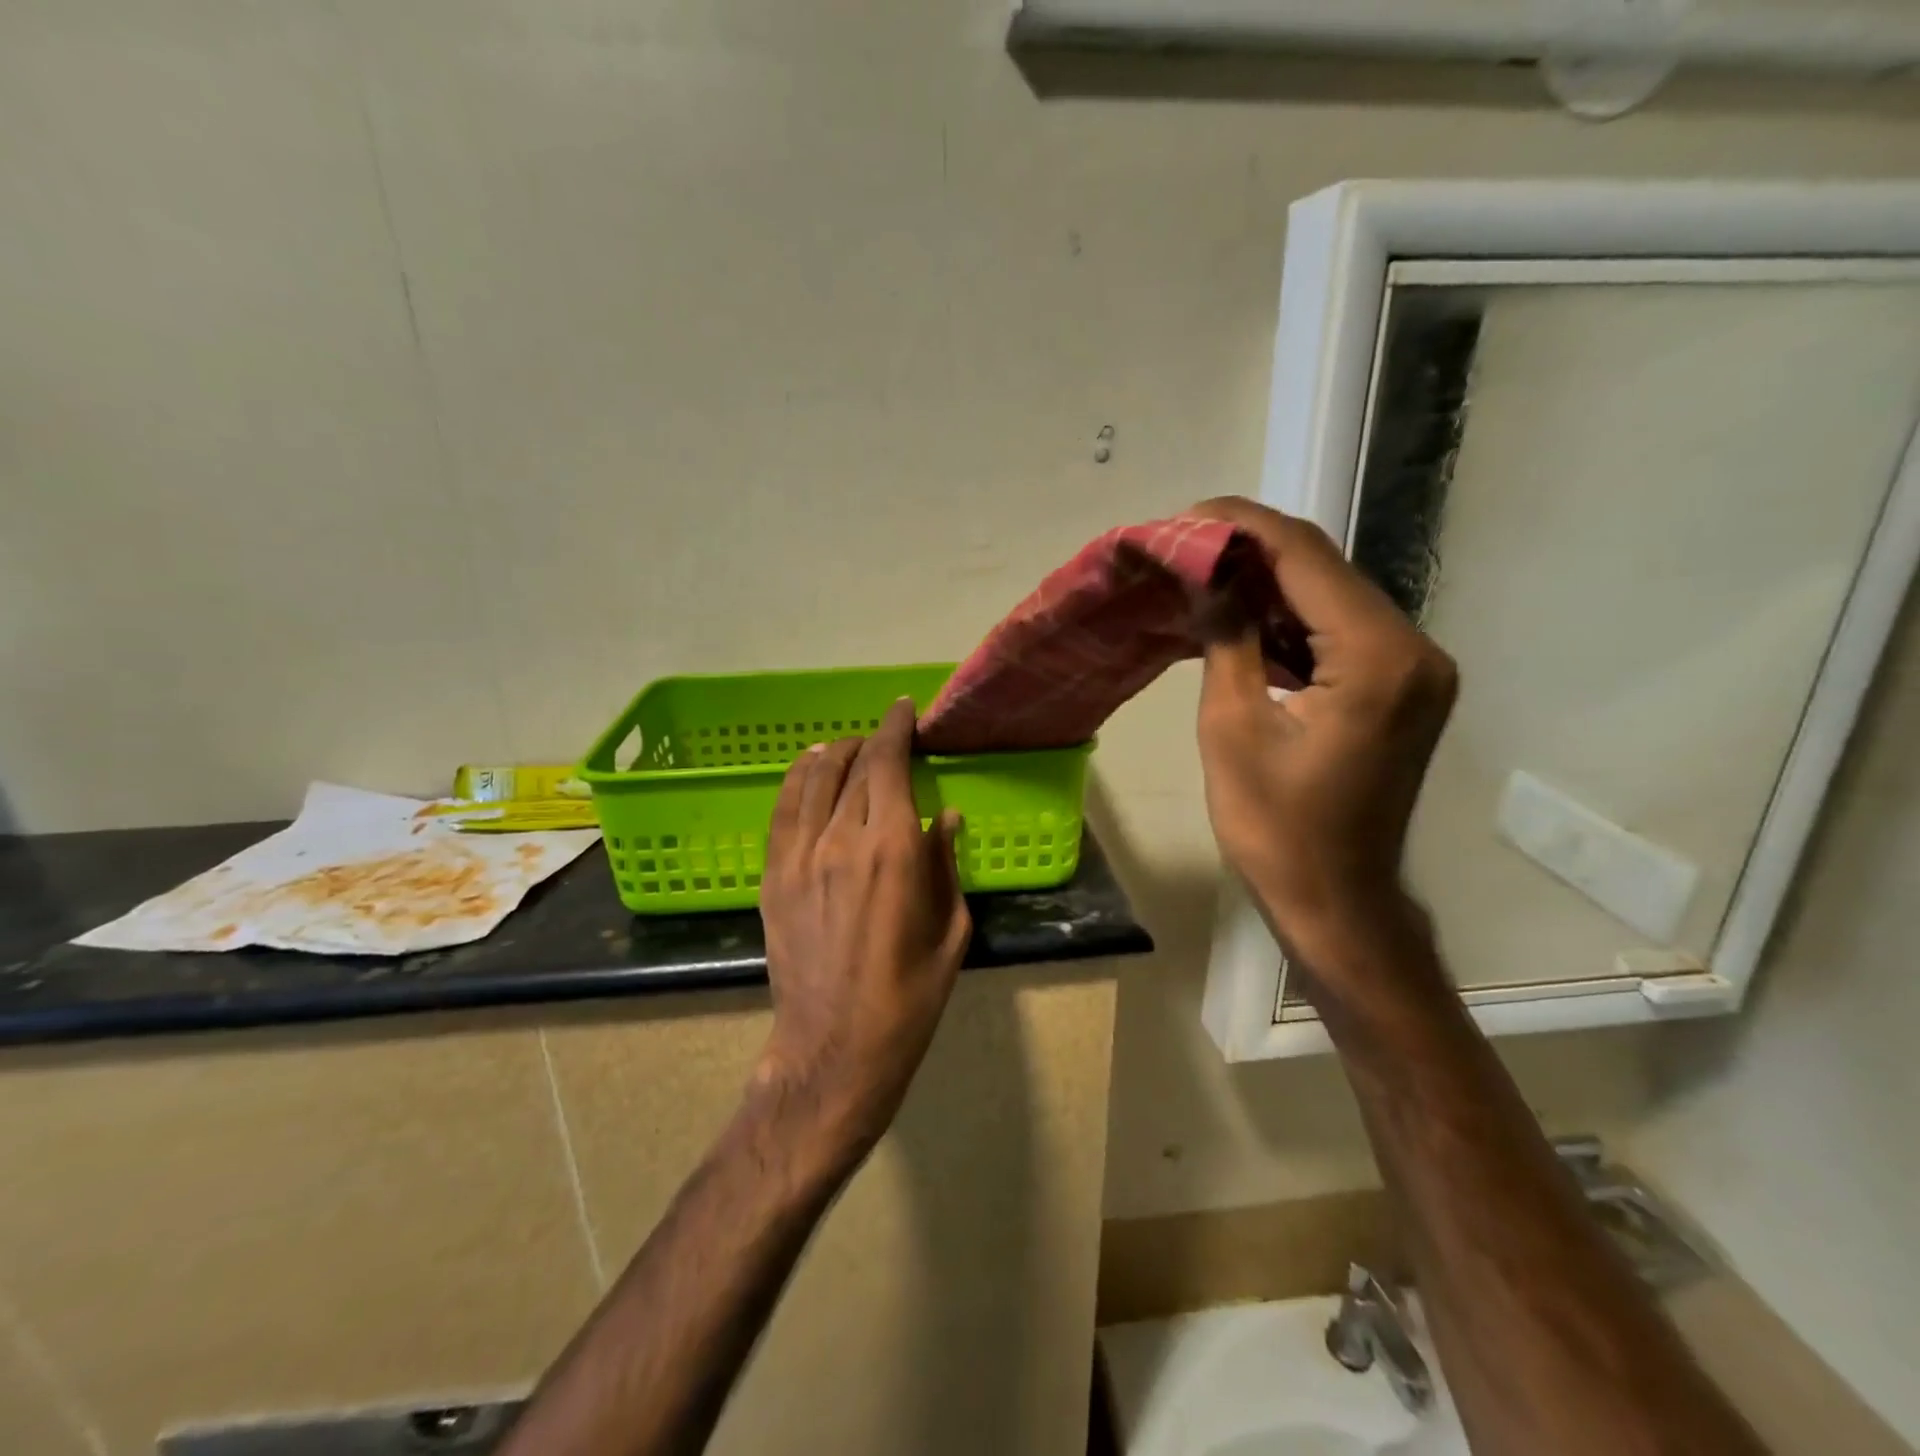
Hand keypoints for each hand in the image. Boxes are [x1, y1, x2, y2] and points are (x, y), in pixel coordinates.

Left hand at [754, 698, 971, 1170]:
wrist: (835, 1048)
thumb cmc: (909, 996)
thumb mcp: (950, 930)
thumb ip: (946, 863)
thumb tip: (944, 817)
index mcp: (892, 849)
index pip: (889, 764)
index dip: (897, 729)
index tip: (904, 710)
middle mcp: (841, 839)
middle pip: (853, 767)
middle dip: (872, 741)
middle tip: (887, 738)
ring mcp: (799, 856)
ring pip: (812, 779)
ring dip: (833, 754)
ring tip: (849, 748)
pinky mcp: (773, 876)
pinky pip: (782, 810)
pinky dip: (796, 780)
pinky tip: (808, 770)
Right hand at [1189, 496, 1456, 966]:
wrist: (1337, 901)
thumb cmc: (1276, 827)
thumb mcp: (1232, 725)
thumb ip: (1226, 636)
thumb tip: (1207, 573)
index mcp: (1377, 656)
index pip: (1304, 557)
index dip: (1239, 526)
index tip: (1182, 517)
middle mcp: (1413, 648)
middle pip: (1323, 570)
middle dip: (1249, 551)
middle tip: (1182, 547)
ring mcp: (1414, 667)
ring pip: (1330, 597)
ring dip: (1266, 584)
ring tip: (1200, 576)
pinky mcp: (1401, 686)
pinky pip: (1339, 631)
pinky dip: (1288, 619)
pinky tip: (1240, 617)